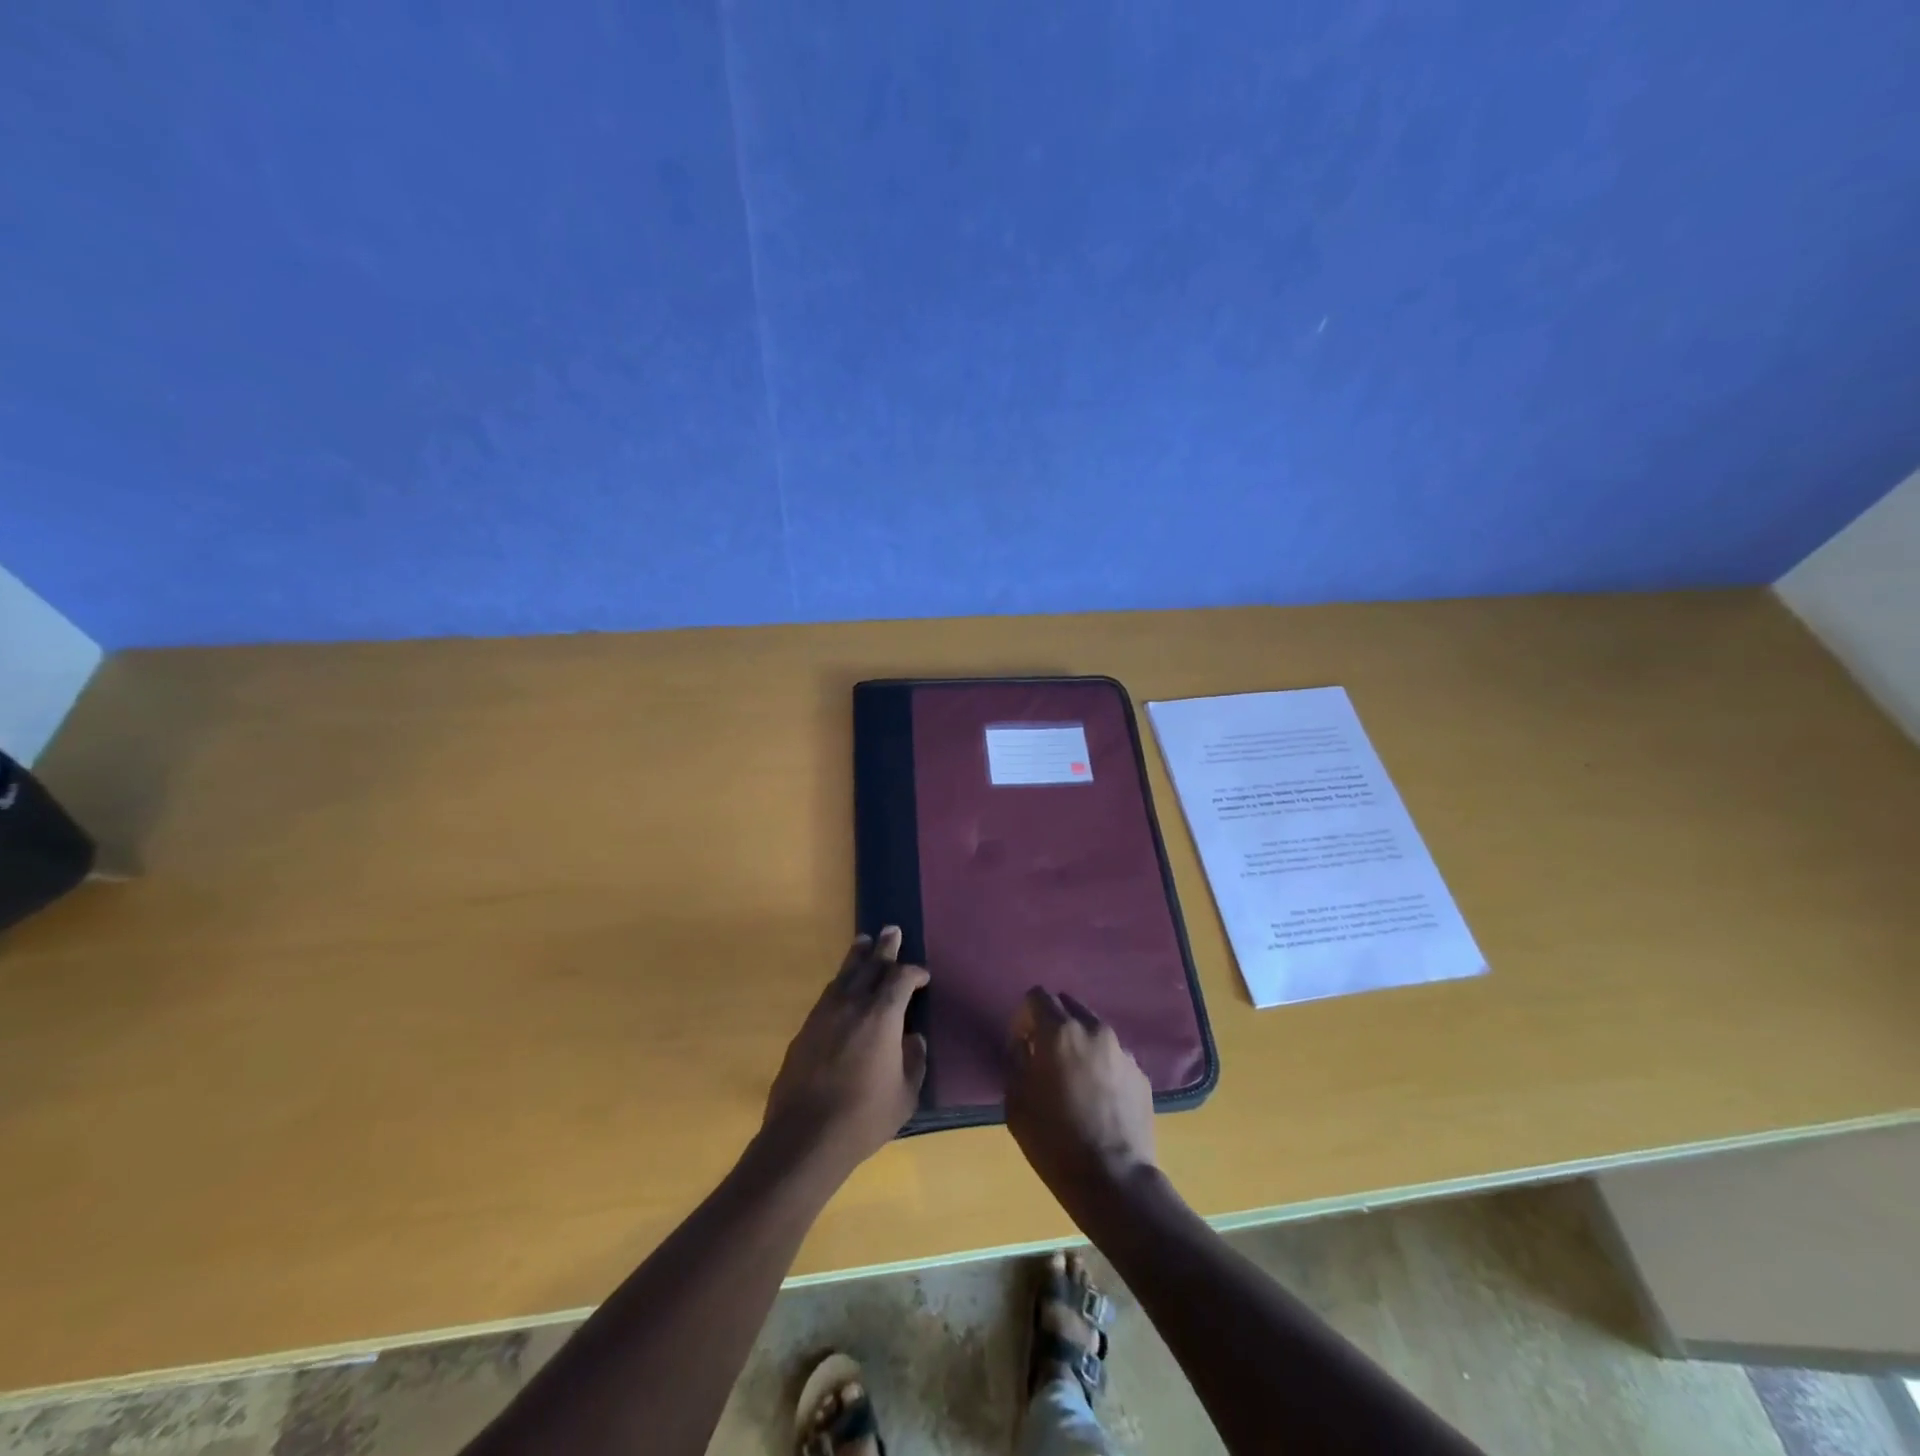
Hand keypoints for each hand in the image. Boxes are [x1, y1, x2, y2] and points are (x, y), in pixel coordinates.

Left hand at [761, 928, 928, 1175]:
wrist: (804, 1137)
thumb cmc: (864, 1118)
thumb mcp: (905, 1095)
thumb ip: (914, 1061)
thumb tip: (913, 1039)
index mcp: (882, 1016)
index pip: (901, 979)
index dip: (914, 973)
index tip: (923, 976)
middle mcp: (853, 1004)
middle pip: (871, 965)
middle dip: (885, 948)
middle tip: (892, 929)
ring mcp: (825, 1014)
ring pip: (844, 975)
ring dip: (857, 957)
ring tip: (863, 942)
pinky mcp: (805, 1029)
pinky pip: (828, 994)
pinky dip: (841, 982)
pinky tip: (842, 985)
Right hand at [1004, 988, 1157, 1211]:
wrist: (1113, 1181)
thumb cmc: (1054, 1140)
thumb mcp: (1016, 1101)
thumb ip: (1017, 1060)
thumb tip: (1025, 1046)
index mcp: (1060, 1031)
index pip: (1037, 996)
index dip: (1024, 1016)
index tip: (1020, 1043)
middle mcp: (1094, 1030)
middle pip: (1069, 1006)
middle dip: (1053, 1023)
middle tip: (1044, 1056)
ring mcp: (1122, 1051)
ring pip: (1094, 1030)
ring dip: (1079, 1043)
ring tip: (1074, 1079)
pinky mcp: (1141, 1074)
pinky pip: (1113, 1056)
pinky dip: (1101, 1065)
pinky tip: (1097, 1098)